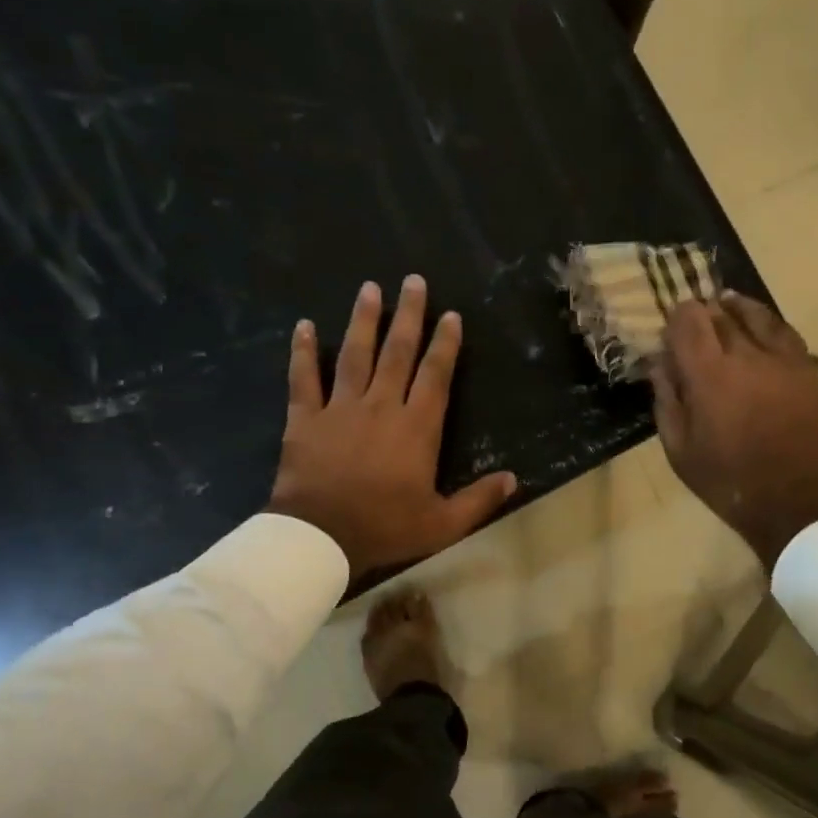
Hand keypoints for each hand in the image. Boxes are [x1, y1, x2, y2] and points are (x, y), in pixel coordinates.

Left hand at [267, 276, 516, 578]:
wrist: (321, 537)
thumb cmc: (385, 528)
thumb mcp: (442, 523)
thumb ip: (479, 499)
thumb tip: (514, 479)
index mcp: (417, 428)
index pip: (436, 375)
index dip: (445, 344)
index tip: (450, 315)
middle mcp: (382, 406)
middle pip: (398, 352)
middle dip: (408, 315)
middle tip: (413, 281)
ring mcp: (341, 408)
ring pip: (355, 355)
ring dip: (363, 320)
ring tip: (369, 288)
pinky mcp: (306, 418)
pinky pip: (304, 378)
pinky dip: (303, 352)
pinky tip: (304, 325)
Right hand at [653, 293, 817, 568]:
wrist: (795, 502)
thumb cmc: (728, 481)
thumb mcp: (679, 449)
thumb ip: (667, 400)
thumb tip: (660, 364)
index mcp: (710, 374)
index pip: (689, 321)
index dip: (677, 317)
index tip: (672, 327)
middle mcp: (748, 356)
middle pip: (722, 315)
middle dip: (706, 312)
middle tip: (697, 317)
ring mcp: (785, 361)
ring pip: (760, 317)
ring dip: (740, 309)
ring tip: (729, 304)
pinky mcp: (811, 372)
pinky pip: (788, 336)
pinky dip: (771, 327)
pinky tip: (765, 330)